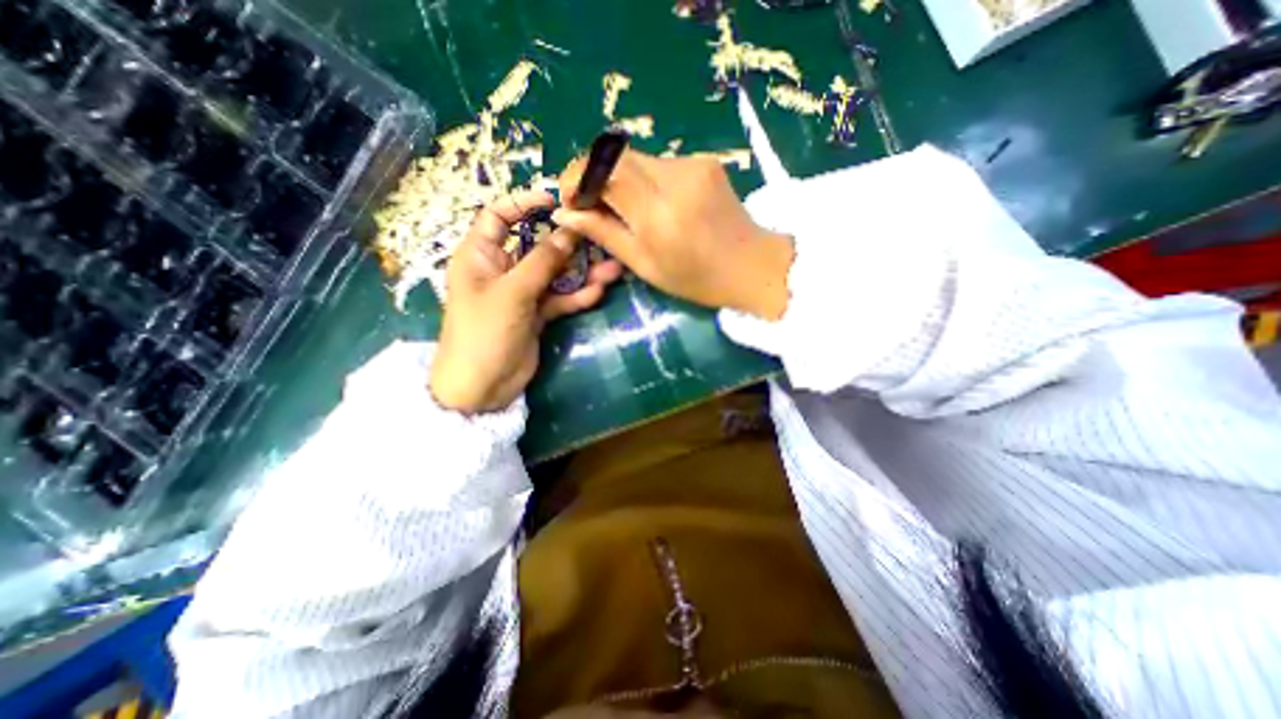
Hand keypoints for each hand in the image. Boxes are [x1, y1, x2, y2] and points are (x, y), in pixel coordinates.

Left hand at [431, 192, 625, 414]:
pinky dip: (577, 295)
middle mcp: (502, 269)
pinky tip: (598, 292)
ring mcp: (522, 293)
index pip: (499, 215)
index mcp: (480, 254)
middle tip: (598, 236)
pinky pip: (560, 298)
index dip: (524, 203)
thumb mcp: (513, 292)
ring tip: (613, 268)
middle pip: (537, 245)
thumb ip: (543, 261)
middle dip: (567, 243)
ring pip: (555, 274)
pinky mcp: (537, 313)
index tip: (557, 200)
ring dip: (581, 272)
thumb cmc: (484, 332)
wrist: (482, 386)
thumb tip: (570, 230)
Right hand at [557, 149, 798, 317]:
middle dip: (595, 177)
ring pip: (637, 159)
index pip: (601, 168)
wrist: (751, 266)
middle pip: (616, 155)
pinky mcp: (705, 160)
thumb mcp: (644, 264)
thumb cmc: (696, 278)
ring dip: (622, 180)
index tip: (571, 200)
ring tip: (627, 211)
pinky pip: (660, 163)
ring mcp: (693, 163)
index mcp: (657, 212)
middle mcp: (674, 177)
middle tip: (593, 207)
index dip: (576, 176)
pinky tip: (656, 205)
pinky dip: (646, 181)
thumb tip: (564, 214)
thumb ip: (604, 234)